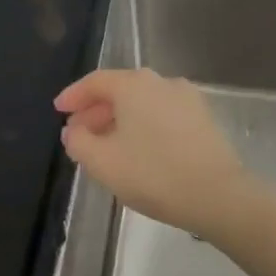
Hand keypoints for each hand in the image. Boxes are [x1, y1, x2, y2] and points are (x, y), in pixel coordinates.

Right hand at [54, 70, 254, 237]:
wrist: (217, 194)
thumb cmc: (153, 174)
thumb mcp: (102, 162)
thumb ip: (78, 142)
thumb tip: (73, 130)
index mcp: (135, 85)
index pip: (96, 81)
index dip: (74, 95)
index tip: (58, 110)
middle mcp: (162, 82)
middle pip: (121, 89)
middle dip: (96, 110)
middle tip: (78, 133)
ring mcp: (187, 98)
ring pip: (143, 102)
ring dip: (120, 119)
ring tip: (106, 145)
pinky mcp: (203, 117)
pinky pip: (162, 114)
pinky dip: (143, 125)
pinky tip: (138, 150)